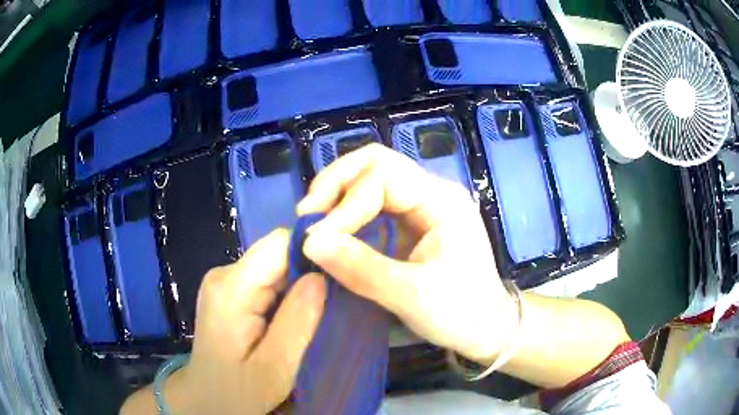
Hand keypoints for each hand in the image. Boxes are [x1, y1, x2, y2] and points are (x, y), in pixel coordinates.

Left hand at [163, 230, 325, 414]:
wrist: (207, 398)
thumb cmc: (239, 391)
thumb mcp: (276, 366)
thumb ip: (298, 320)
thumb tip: (321, 276)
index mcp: (231, 289)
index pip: (278, 244)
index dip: (312, 253)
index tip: (339, 276)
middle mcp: (224, 275)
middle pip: (276, 253)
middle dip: (306, 274)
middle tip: (329, 305)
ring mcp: (224, 281)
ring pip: (273, 266)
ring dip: (296, 286)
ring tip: (313, 314)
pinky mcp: (228, 291)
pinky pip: (265, 279)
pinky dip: (284, 294)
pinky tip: (291, 317)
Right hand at [297, 144, 517, 361]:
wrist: (487, 328)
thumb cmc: (461, 313)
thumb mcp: (412, 296)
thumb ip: (361, 268)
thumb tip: (309, 243)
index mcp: (442, 200)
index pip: (382, 176)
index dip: (344, 204)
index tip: (315, 237)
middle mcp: (432, 192)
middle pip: (376, 164)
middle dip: (336, 184)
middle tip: (308, 214)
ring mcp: (423, 206)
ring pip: (372, 179)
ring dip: (339, 195)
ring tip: (313, 220)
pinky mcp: (413, 223)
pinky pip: (374, 204)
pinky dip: (348, 212)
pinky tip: (332, 230)